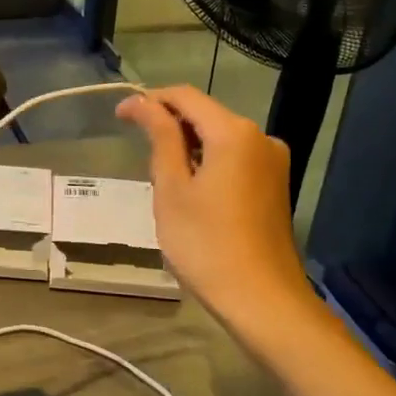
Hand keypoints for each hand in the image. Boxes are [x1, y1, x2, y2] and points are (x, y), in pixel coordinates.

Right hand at [116, 86, 309, 317]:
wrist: (262, 299)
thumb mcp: (172, 189)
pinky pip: (234, 159)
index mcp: (234, 132)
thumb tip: (142, 102)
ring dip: (187, 147)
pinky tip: (191, 192)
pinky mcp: (275, 184)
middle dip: (169, 125)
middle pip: (206, 115)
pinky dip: (208, 163)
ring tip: (161, 179)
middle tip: (138, 153)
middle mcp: (261, 137)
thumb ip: (160, 138)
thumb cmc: (206, 244)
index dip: (149, 100)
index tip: (119, 117)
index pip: (185, 96)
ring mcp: (273, 162)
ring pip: (220, 138)